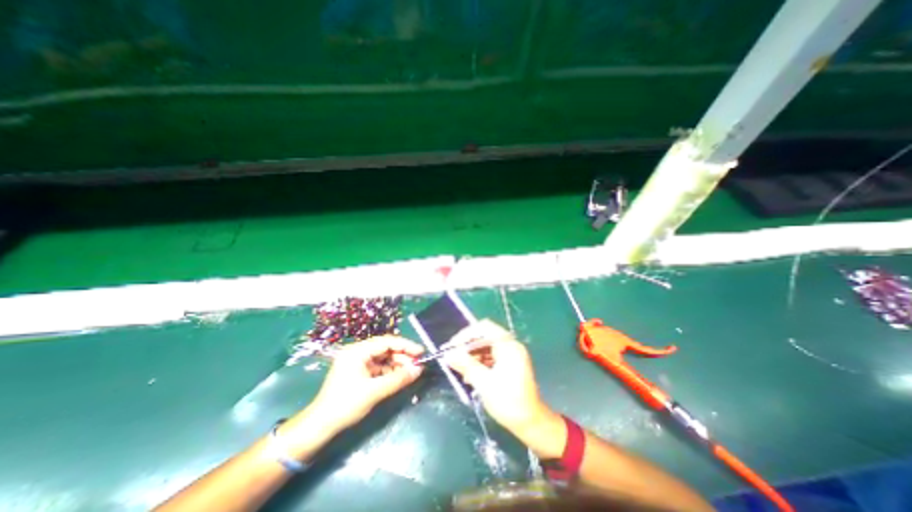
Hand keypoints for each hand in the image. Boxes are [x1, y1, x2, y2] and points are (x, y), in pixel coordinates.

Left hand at [305, 339, 420, 430]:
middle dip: (403, 356)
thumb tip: (419, 369)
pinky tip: (400, 376)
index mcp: (358, 351)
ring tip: (411, 371)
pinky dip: (390, 371)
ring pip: (384, 358)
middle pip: (386, 348)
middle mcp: (358, 352)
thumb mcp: (375, 391)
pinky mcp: (358, 371)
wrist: (320, 427)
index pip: (387, 342)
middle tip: (418, 364)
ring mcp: (358, 361)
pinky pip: (379, 366)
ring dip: (398, 364)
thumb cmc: (345, 405)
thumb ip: (398, 379)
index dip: (406, 346)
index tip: (421, 352)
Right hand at [441, 320, 551, 435]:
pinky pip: (491, 356)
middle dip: (468, 346)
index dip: (466, 335)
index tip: (452, 346)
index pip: (484, 328)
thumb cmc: (509, 403)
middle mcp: (510, 345)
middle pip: (485, 336)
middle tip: (454, 357)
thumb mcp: (484, 383)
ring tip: (461, 370)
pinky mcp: (509, 363)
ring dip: (472, 355)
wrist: (531, 423)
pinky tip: (471, 375)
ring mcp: (511, 354)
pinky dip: (480, 362)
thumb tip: (448, 354)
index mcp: (508, 346)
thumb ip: (466, 365)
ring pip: (486, 346)